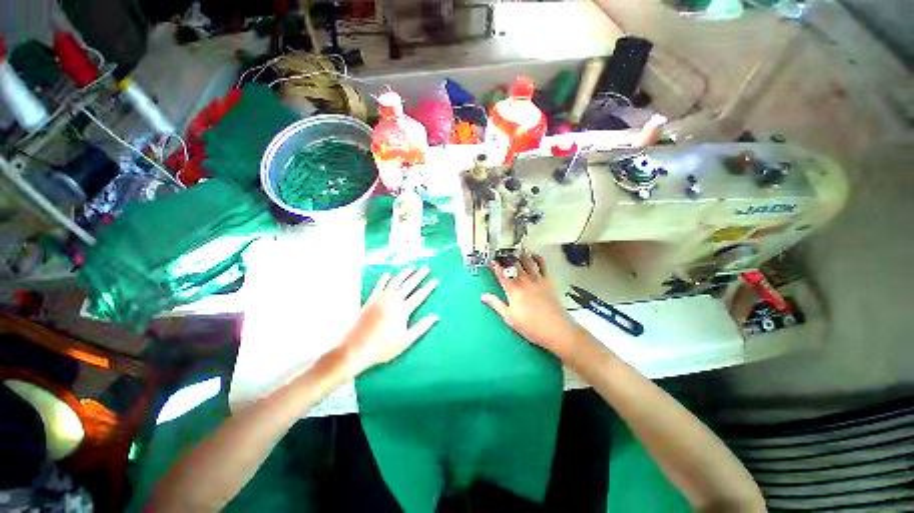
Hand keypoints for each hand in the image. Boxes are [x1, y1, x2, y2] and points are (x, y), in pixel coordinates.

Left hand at [340, 265, 438, 375]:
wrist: (355, 349)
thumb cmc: (382, 348)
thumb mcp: (405, 341)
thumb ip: (421, 327)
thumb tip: (435, 317)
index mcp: (402, 310)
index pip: (419, 295)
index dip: (428, 287)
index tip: (435, 280)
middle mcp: (392, 300)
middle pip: (408, 285)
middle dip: (418, 276)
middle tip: (426, 268)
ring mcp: (380, 299)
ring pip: (395, 282)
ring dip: (404, 273)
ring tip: (412, 267)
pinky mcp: (370, 300)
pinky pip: (379, 285)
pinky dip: (384, 279)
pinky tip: (388, 274)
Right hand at [481, 253, 582, 357]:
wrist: (556, 329)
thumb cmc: (531, 326)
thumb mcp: (509, 318)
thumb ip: (496, 304)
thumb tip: (484, 296)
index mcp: (513, 290)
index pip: (501, 274)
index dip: (495, 266)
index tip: (491, 262)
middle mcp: (524, 281)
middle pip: (514, 264)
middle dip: (506, 258)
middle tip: (502, 255)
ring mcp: (537, 279)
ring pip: (527, 261)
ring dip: (520, 255)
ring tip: (515, 252)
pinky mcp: (548, 281)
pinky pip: (542, 265)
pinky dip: (537, 258)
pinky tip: (533, 255)